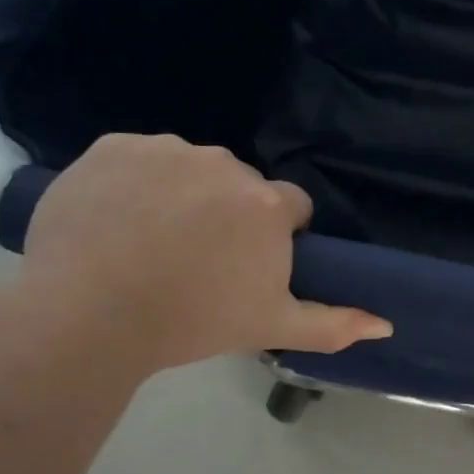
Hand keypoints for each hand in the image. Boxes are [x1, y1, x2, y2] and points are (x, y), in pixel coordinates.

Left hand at [21, 135, 390, 371]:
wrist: (87, 316)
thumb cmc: (192, 322)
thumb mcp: (270, 327)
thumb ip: (334, 323)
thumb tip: (386, 324)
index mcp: (266, 204)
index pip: (290, 207)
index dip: (275, 236)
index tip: (247, 266)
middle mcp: (224, 164)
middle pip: (241, 185)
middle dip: (230, 214)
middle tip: (198, 259)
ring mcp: (166, 150)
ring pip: (191, 167)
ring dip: (184, 193)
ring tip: (152, 240)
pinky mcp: (113, 146)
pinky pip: (141, 157)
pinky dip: (137, 180)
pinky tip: (119, 218)